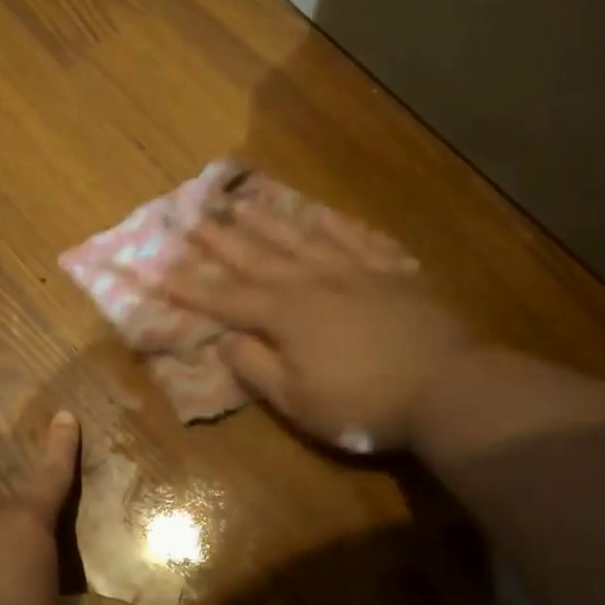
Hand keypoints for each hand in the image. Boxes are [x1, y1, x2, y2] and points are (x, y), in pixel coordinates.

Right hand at [163, 193, 473, 451]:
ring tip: (242, 200)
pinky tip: (321, 214)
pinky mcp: (392, 272)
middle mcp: (314, 281)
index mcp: (286, 315)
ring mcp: (356, 270)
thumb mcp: (298, 401)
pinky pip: (358, 238)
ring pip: (303, 237)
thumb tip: (226, 340)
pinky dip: (335, 225)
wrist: (447, 388)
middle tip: (191, 212)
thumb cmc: (364, 404)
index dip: (189, 286)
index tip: (157, 268)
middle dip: (221, 237)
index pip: (226, 298)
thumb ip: (257, 368)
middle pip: (258, 255)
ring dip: (268, 219)